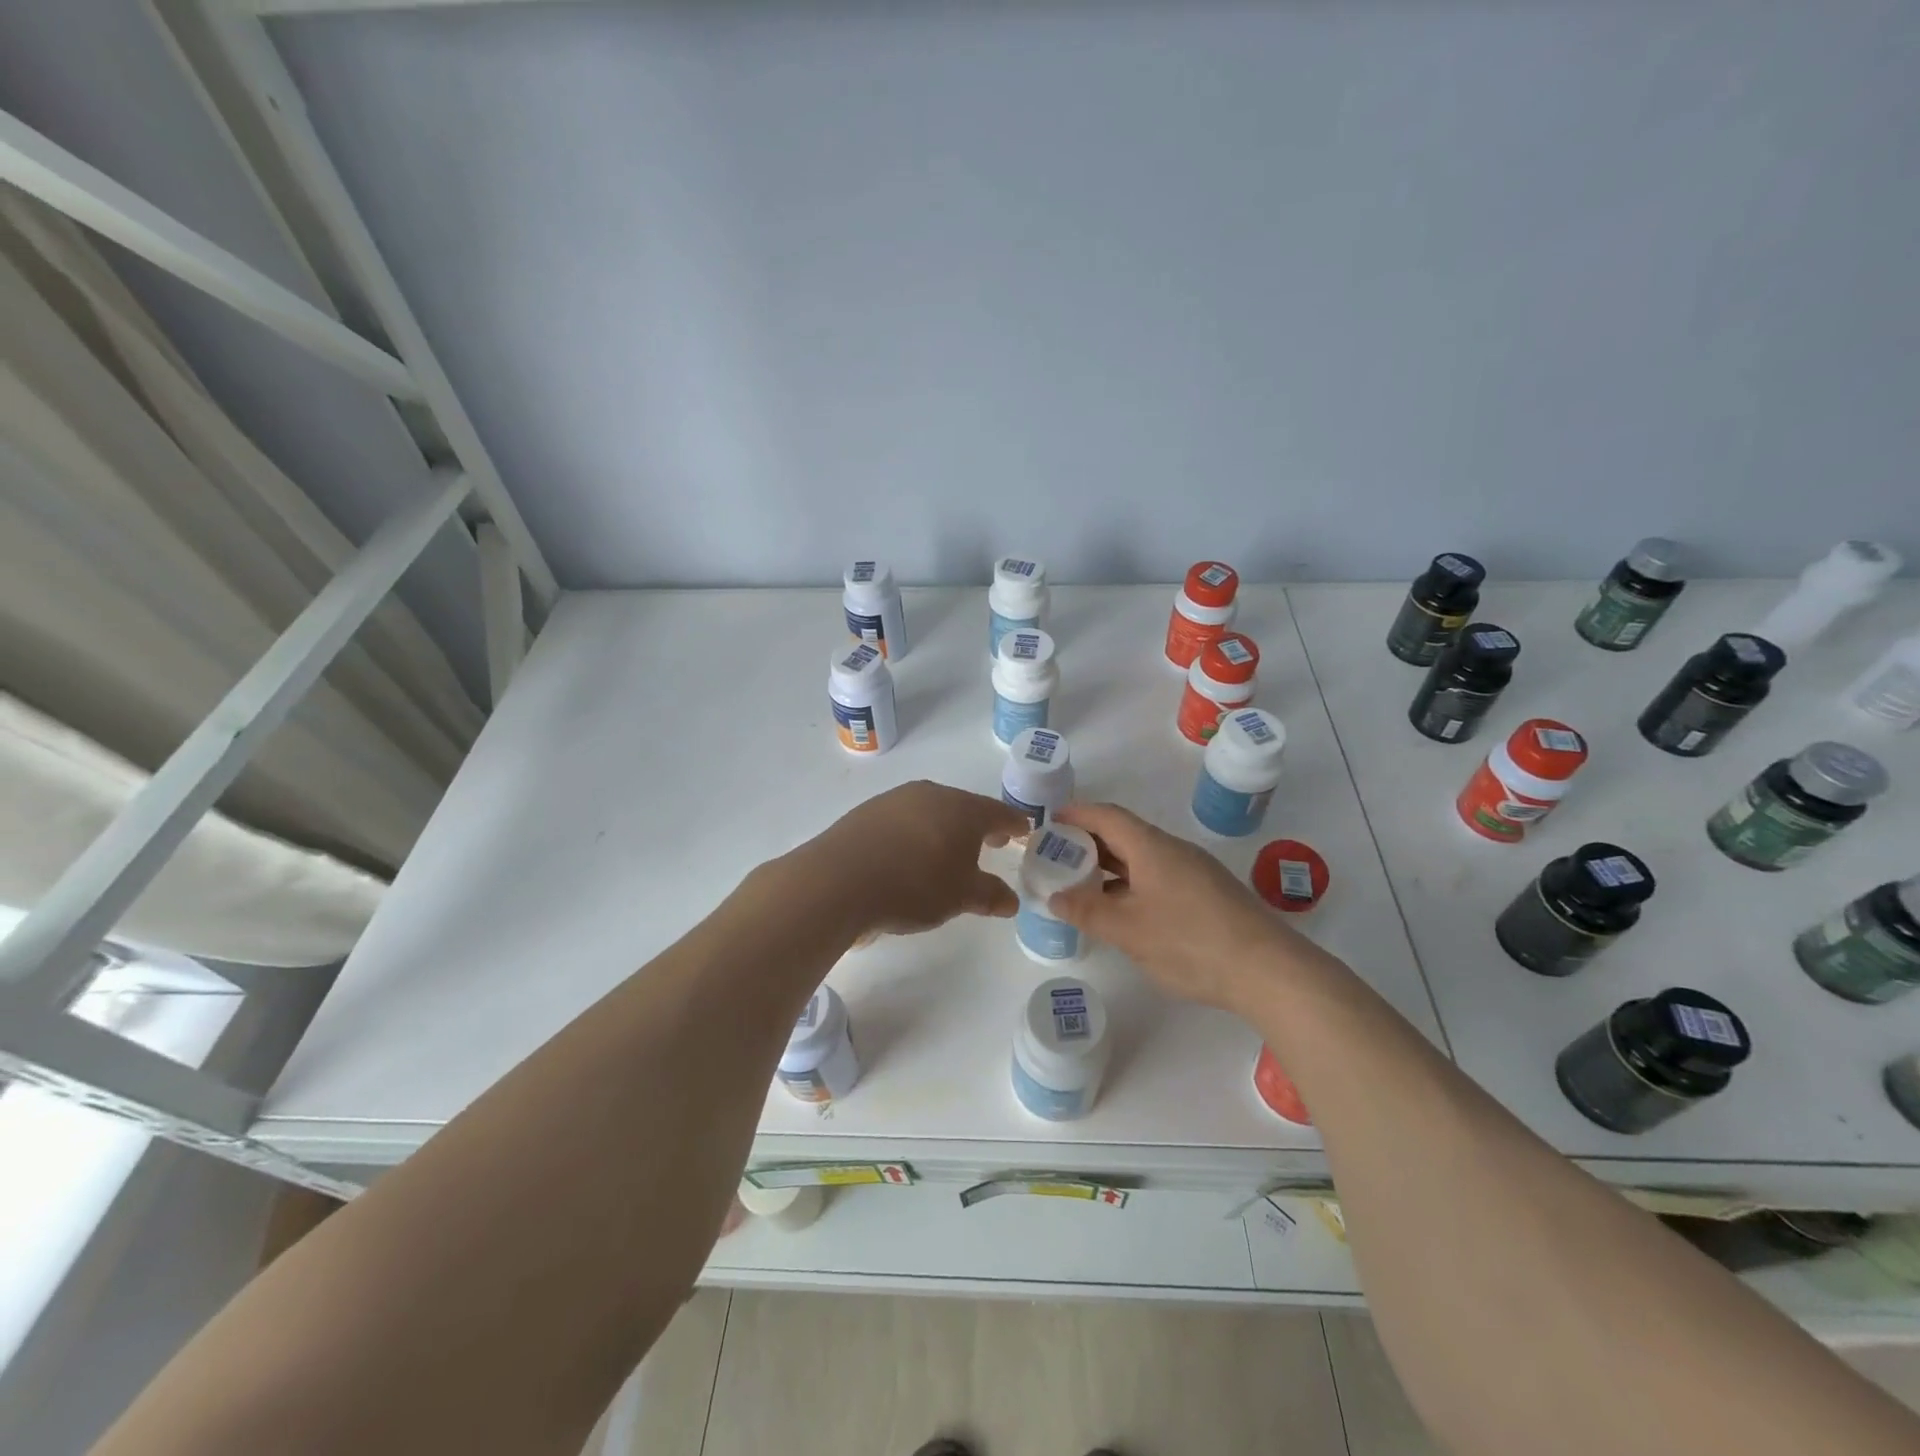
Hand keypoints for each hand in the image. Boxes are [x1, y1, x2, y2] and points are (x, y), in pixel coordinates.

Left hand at [807, 781, 1026, 936]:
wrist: (838, 880)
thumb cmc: (913, 885)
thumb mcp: (960, 897)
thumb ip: (989, 895)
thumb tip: (1011, 900)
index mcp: (962, 809)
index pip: (998, 813)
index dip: (1014, 824)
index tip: (1024, 831)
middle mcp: (931, 795)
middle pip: (964, 807)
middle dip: (979, 825)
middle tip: (992, 841)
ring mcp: (895, 800)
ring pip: (932, 811)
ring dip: (945, 828)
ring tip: (948, 852)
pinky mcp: (867, 812)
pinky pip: (904, 820)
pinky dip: (915, 834)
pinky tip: (909, 855)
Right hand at [1047, 802, 1294, 1011]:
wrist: (1268, 970)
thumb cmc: (1190, 941)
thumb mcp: (1128, 930)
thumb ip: (1088, 911)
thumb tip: (1055, 897)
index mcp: (1152, 847)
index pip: (1106, 816)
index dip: (1076, 814)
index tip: (1049, 823)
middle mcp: (1173, 850)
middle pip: (1124, 835)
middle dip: (1088, 843)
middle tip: (1056, 859)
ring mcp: (1193, 872)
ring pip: (1142, 859)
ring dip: (1110, 868)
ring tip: (1081, 887)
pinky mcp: (1207, 895)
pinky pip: (1158, 877)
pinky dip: (1131, 884)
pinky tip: (1123, 911)